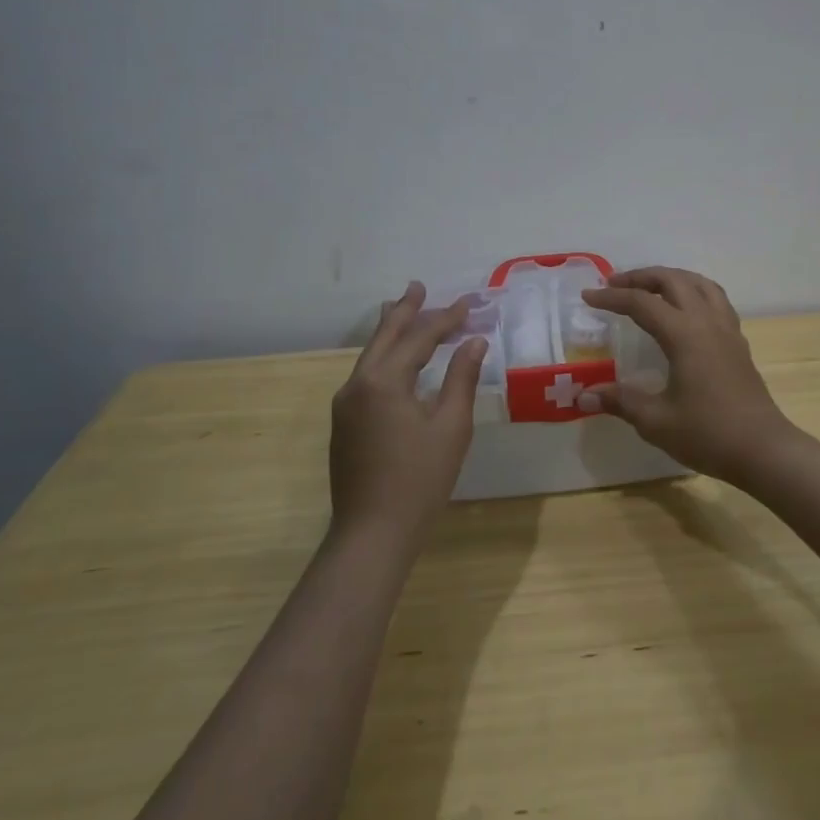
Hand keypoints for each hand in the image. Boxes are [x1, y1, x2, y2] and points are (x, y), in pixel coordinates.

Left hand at [329, 282, 486, 548]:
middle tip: (419, 287)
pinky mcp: (344, 423)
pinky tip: (394, 359)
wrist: (372, 533)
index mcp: (384, 381)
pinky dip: (384, 356)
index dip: (446, 319)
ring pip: (371, 355)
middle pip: (385, 337)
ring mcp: (346, 404)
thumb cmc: (419, 480)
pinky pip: (366, 374)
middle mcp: (358, 384)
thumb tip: (474, 342)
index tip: (470, 304)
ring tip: (402, 308)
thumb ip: (461, 379)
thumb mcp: (451, 427)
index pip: (419, 338)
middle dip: (406, 311)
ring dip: (392, 331)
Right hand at [580, 267, 797, 484]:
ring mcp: (727, 329)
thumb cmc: (708, 433)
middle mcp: (707, 321)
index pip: (641, 303)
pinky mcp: (738, 342)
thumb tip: (583, 394)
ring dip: (671, 277)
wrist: (763, 449)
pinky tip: (686, 309)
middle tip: (615, 285)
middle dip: (641, 277)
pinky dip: (694, 291)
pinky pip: (715, 299)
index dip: (612, 298)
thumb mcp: (656, 421)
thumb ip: (620, 401)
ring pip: (699, 283)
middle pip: (673, 280)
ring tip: (650, 287)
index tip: (588, 297)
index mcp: (684, 334)